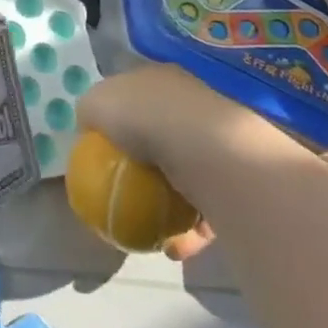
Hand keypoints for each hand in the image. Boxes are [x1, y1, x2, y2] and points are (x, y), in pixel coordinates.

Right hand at [77, 63, 286, 260]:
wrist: (206, 150)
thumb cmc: (143, 117)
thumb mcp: (96, 104)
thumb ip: (89, 112)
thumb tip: (88, 125)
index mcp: (162, 80)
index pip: (137, 96)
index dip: (119, 117)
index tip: (104, 146)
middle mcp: (195, 105)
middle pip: (162, 135)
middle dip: (146, 163)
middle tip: (126, 188)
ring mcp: (220, 143)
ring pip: (187, 175)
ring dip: (169, 204)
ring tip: (150, 228)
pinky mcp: (239, 182)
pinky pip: (208, 210)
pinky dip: (190, 231)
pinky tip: (174, 247)